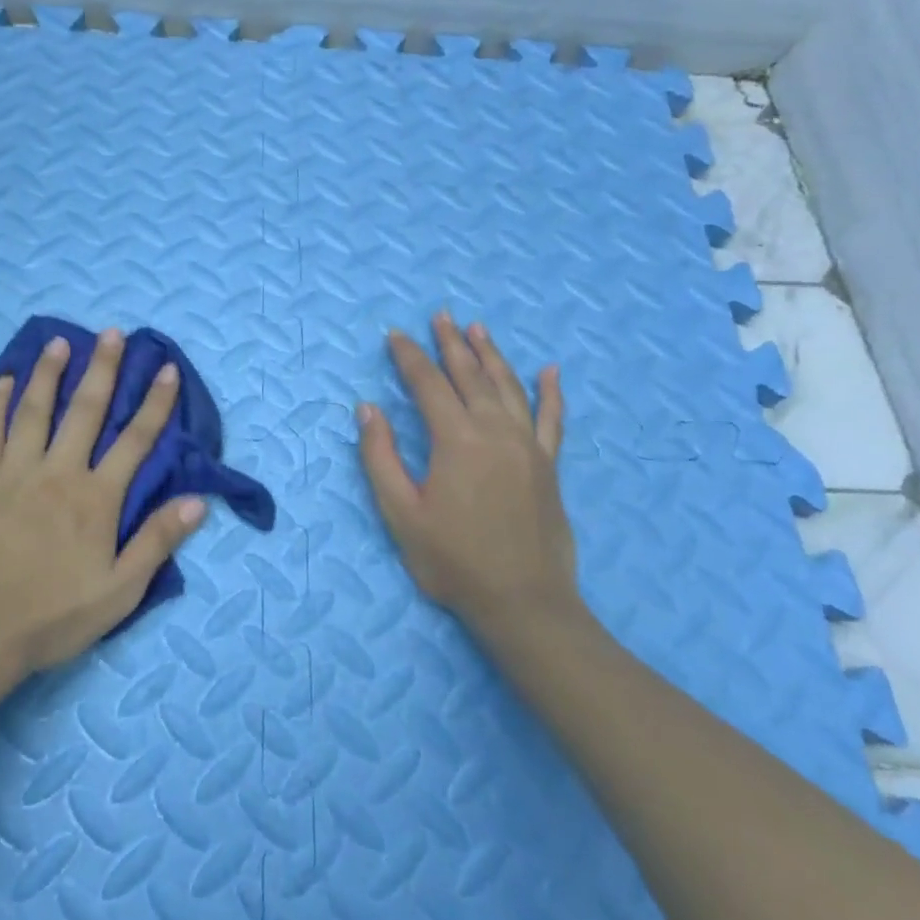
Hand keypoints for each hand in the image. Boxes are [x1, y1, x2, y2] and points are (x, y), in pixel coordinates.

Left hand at [0, 328, 206, 674]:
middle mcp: (58, 472)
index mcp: (95, 498)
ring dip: (49, 373)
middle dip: (103, 369)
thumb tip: (198, 501)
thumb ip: (157, 542)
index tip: (166, 368)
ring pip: (35, 410)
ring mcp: (14, 472)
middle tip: (111, 333)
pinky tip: (4, 381)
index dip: (155, 403)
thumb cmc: (53, 616)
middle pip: (86, 410)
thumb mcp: (119, 591)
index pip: (135, 440)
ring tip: (59, 342)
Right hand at [356, 312, 584, 642]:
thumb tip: (367, 408)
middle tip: (440, 316)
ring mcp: (527, 446)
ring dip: (491, 355)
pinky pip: (552, 418)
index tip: (395, 335)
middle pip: (469, 375)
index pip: (428, 384)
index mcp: (456, 439)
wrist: (523, 603)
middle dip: (451, 343)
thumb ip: (380, 456)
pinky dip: (550, 392)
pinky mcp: (548, 465)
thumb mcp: (401, 513)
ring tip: (478, 329)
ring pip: (508, 386)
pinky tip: (550, 371)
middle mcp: (495, 431)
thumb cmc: (453, 560)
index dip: (409, 357)